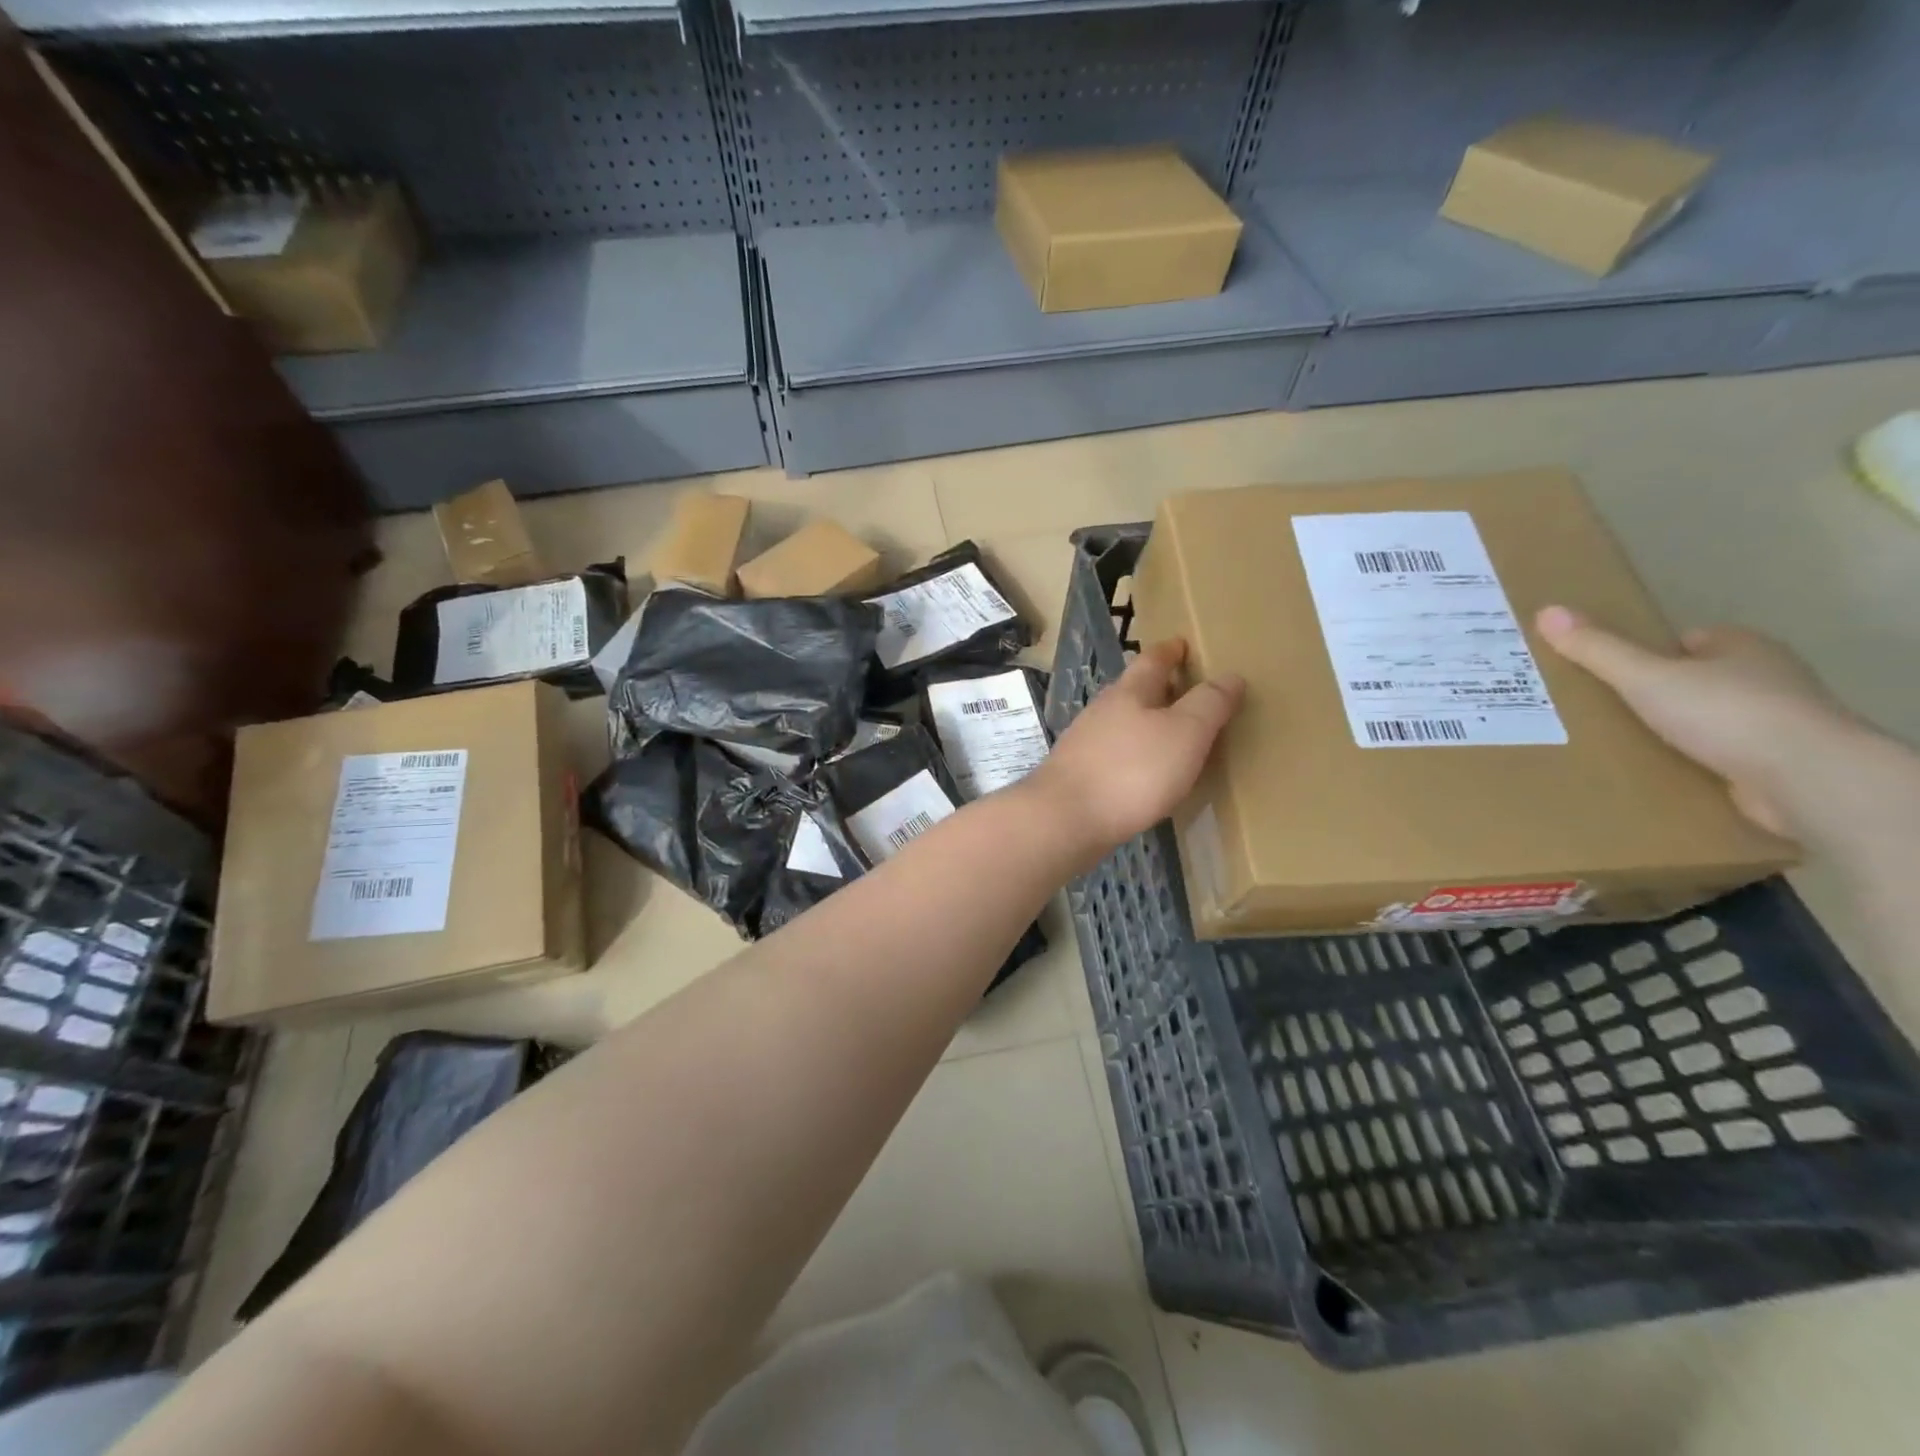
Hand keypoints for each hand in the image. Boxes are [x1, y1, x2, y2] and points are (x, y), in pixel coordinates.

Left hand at [1028, 638, 1244, 854]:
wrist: (1066, 819)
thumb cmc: (1132, 771)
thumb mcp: (1185, 733)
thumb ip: (1209, 704)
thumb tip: (1230, 675)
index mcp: (1129, 692)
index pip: (1152, 660)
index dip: (1170, 651)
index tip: (1182, 644)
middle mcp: (1102, 711)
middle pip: (1133, 691)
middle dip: (1158, 688)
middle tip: (1185, 690)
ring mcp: (1084, 743)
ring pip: (1121, 723)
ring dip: (1144, 724)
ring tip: (1170, 734)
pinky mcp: (1077, 775)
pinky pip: (1113, 755)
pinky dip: (1132, 755)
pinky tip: (1143, 774)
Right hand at [1535, 605, 1858, 837]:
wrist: (1806, 777)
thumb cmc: (1726, 713)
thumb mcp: (1645, 677)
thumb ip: (1597, 649)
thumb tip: (1546, 611)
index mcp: (1742, 647)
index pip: (1688, 641)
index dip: (1650, 654)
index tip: (1612, 673)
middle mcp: (1767, 677)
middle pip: (1698, 678)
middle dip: (1660, 693)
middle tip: (1607, 709)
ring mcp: (1777, 721)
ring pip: (1711, 717)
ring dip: (1678, 729)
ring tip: (1624, 742)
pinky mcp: (1778, 761)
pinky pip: (1723, 753)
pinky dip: (1695, 759)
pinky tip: (1662, 770)